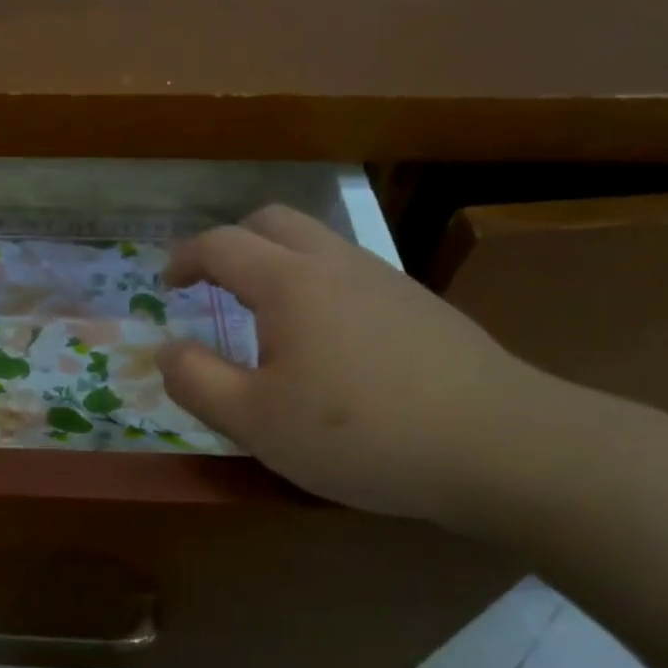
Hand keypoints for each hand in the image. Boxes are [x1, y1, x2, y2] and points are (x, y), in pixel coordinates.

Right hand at [158, 205, 554, 523]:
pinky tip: (325, 341)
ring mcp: (386, 279)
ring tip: (264, 316)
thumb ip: (196, 381)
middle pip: (273, 221)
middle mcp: (337, 263)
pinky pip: (350, 272)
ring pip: (318, 242)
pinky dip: (316, 284)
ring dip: (277, 262)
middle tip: (213, 283)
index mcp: (289, 282)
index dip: (184, 258)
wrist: (501, 445)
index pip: (221, 245)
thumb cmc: (361, 434)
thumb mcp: (255, 421)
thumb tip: (166, 350)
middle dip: (232, 243)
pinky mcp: (420, 305)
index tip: (166, 284)